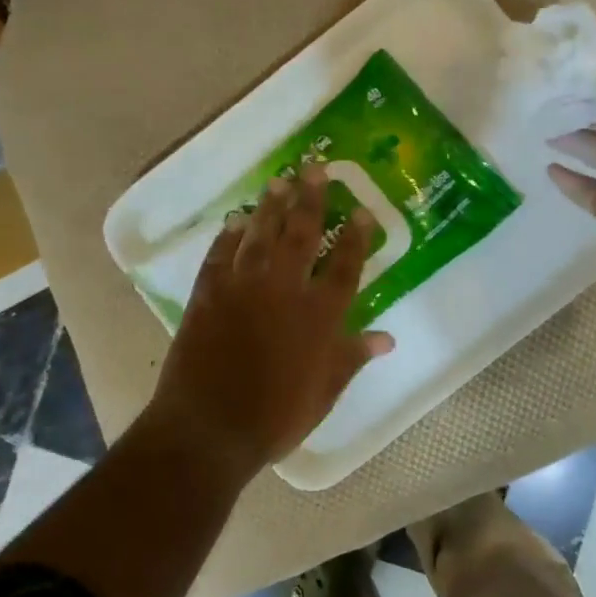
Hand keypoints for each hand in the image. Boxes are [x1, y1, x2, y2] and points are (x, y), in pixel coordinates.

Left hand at [144, 163, 394, 478]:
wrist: (209, 428)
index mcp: (318, 316)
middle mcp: (283, 290)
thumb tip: (387, 338)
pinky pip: (220, 255)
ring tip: (280, 182)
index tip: (361, 210)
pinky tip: (234, 221)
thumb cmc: (275, 417)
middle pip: (301, 235)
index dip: (355, 237)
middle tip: (316, 168)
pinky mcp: (208, 294)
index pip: (344, 266)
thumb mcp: (324, 393)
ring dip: (271, 207)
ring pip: (260, 236)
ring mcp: (242, 288)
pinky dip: (227, 237)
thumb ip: (352, 358)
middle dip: (311, 200)